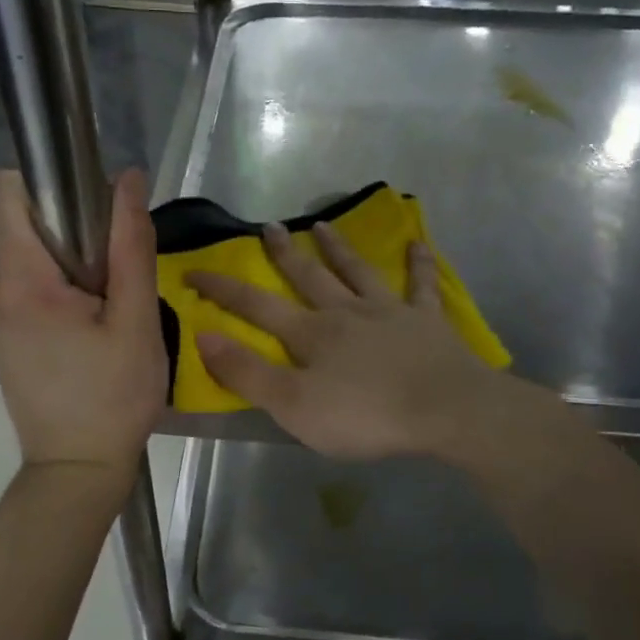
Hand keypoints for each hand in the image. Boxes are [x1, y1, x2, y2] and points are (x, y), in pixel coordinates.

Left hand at [0, 168, 166, 476]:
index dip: (53, 186)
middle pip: (28, 227)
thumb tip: (128, 178)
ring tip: (106, 320)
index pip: (9, 190)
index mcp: (19, 280)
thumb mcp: (136, 322)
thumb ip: (131, 247)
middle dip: (75, 240)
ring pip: (34, 260)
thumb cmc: (113, 398)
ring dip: (73, 273)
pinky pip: (29, 290)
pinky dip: (60, 297)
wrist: (77, 469)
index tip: (96, 215)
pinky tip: (87, 336)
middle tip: (115, 289)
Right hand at [184, 221, 501, 460]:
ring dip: (338, 249)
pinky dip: (418, 264)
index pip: (256, 306)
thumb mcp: (292, 405)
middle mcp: (346, 313)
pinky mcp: (427, 322)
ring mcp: (390, 313)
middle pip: (308, 278)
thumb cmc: (364, 415)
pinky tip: (417, 244)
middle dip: (283, 254)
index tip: (195, 270)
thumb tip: (203, 336)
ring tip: (322, 224)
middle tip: (268, 226)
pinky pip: (422, 286)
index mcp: (311, 335)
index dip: (223, 289)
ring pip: (358, 272)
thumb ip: (247, 373)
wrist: (444, 410)